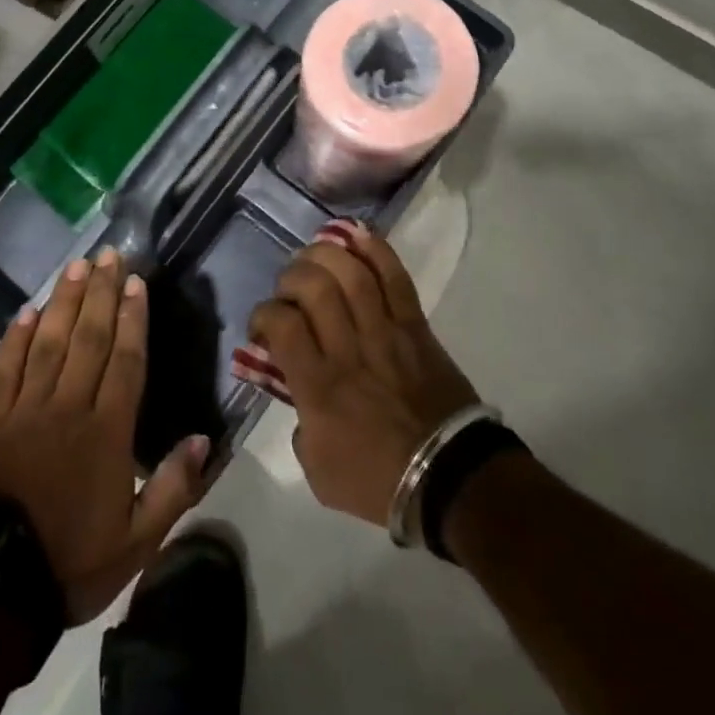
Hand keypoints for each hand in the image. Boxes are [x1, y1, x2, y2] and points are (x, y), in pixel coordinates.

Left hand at [0, 248, 210, 623]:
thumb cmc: (70, 562)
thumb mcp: (137, 542)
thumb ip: (174, 488)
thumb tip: (202, 438)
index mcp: (107, 432)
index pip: (125, 360)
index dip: (132, 317)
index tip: (135, 281)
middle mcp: (68, 407)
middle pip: (89, 337)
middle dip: (101, 292)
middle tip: (109, 254)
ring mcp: (25, 410)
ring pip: (49, 342)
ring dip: (64, 301)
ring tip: (76, 266)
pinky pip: (4, 368)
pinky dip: (15, 337)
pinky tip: (26, 310)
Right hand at [249, 223, 479, 525]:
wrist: (449, 478)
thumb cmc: (378, 480)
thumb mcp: (317, 470)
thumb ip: (298, 425)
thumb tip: (295, 388)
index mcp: (319, 388)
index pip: (282, 324)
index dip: (264, 313)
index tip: (265, 324)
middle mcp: (348, 350)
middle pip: (314, 287)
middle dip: (292, 277)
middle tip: (290, 290)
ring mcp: (385, 332)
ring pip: (352, 273)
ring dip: (326, 255)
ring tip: (315, 256)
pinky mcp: (415, 325)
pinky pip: (395, 277)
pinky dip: (375, 249)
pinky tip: (355, 234)